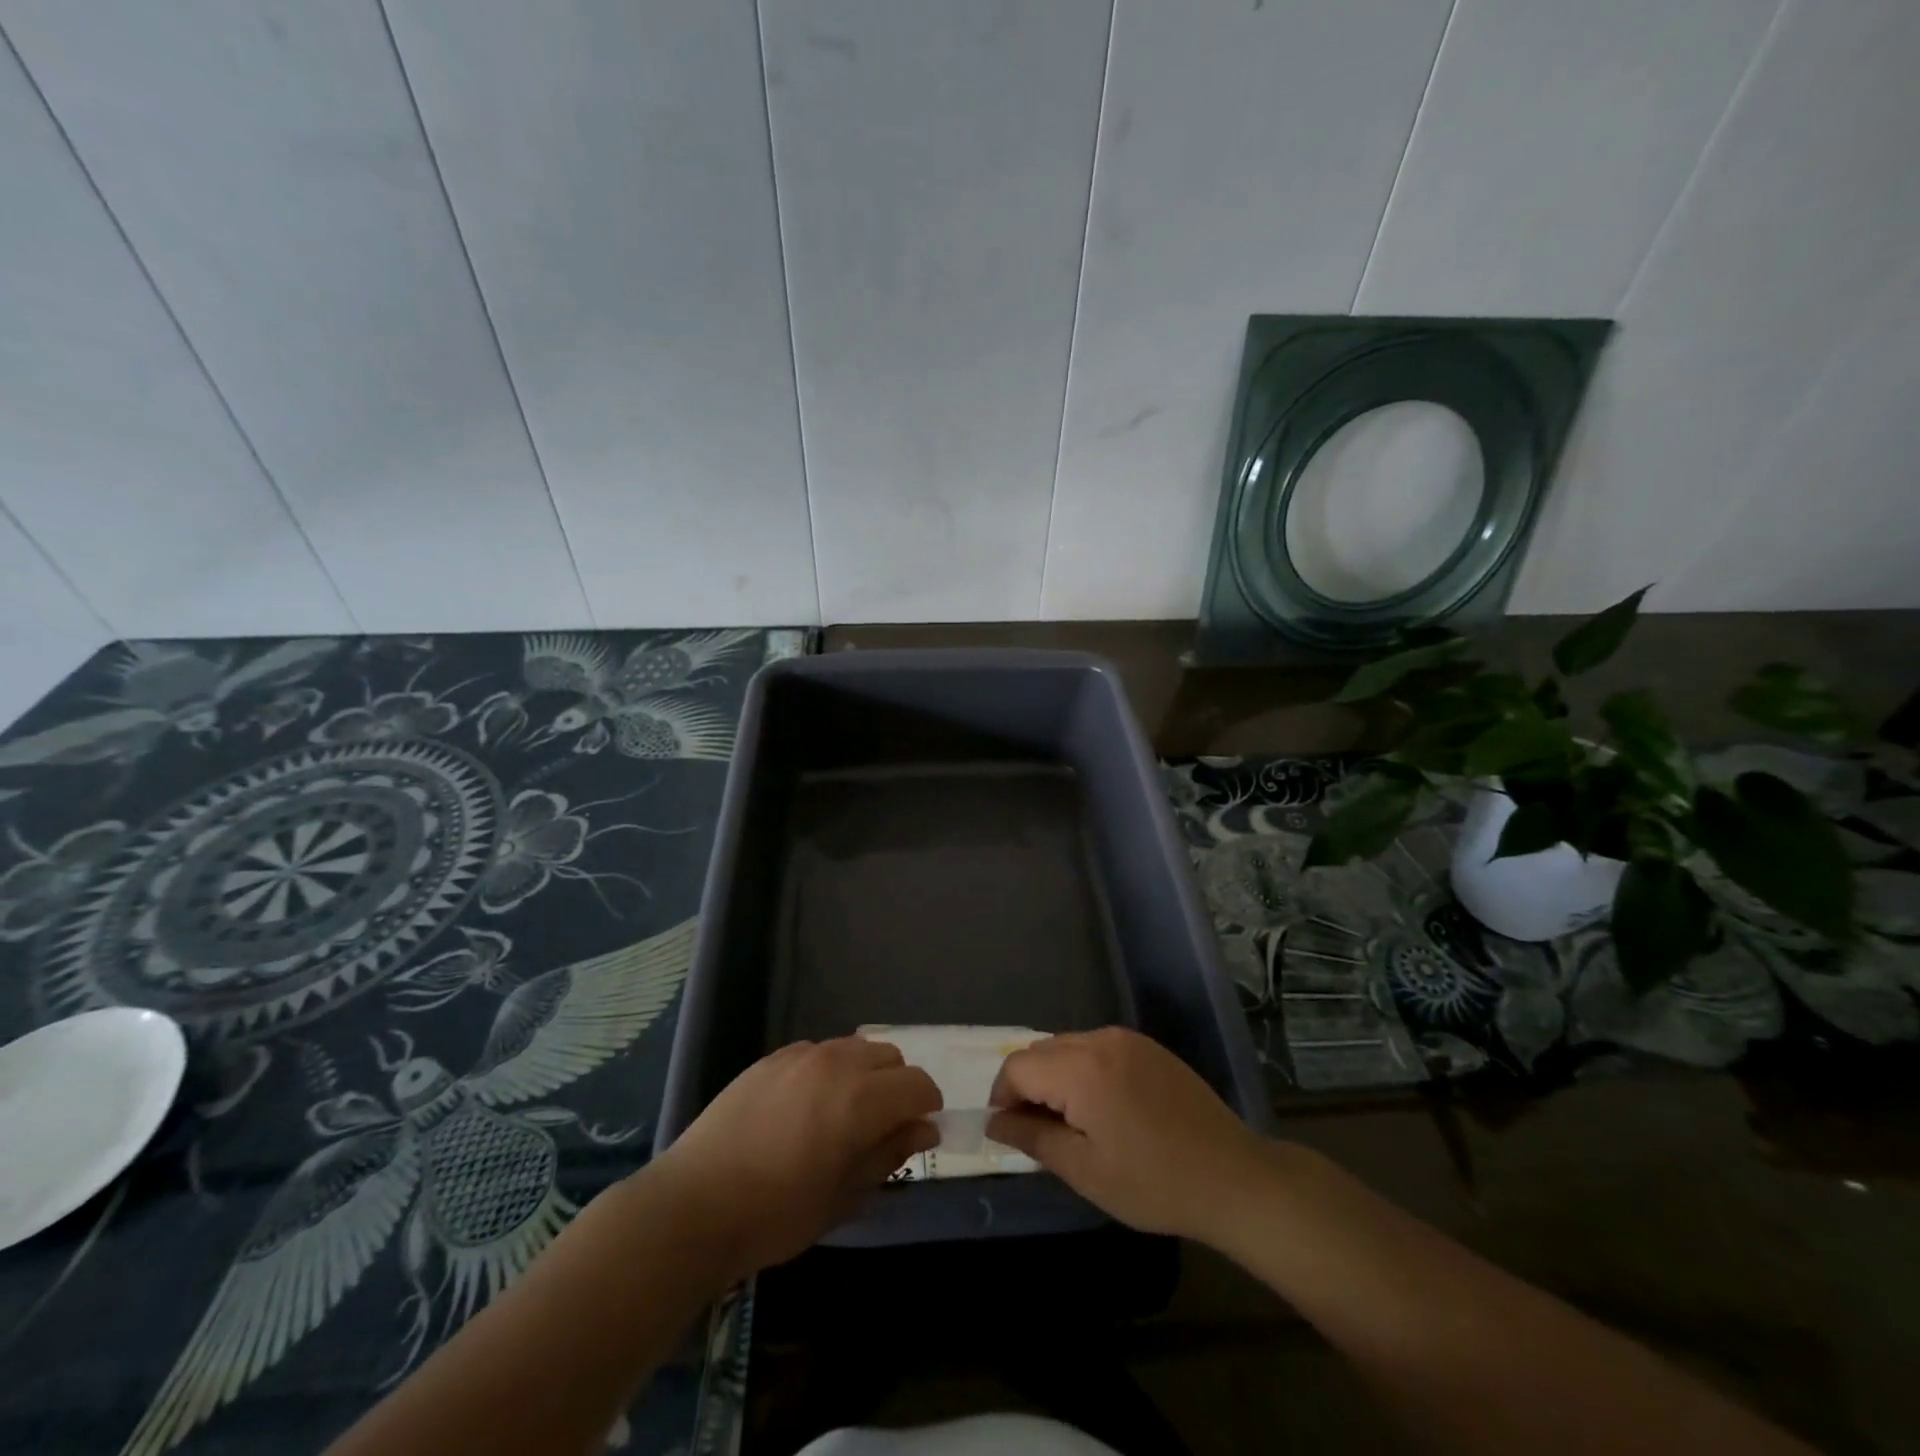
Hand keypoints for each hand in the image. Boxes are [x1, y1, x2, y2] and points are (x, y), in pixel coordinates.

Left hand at [651, 1037, 940, 1278]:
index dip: (927, 1106)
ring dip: (864, 1073)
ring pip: (854, 1047)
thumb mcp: (843, 1196)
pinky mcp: (771, 1058)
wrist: (694, 1205)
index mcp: (860, 1100)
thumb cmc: (776, 1214)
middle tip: (881, 1127)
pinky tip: (806, 1107)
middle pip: (890, 1057)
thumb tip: (925, 1129)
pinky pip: (818, 1051)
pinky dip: (829, 1069)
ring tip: (843, 1114)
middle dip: (897, 1086)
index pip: (918, 1084)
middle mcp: (836, 1064)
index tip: (918, 1132)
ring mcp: (801, 1055)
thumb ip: (889, 1154)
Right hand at [986, 1027, 1267, 1241]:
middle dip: (1027, 1085)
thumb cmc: (1153, 1182)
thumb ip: (1033, 1138)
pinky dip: (1083, 1070)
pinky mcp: (1148, 1047)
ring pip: (1068, 1046)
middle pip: (1041, 1051)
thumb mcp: (1084, 1170)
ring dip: (1054, 1077)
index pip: (1018, 1066)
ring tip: (1067, 1122)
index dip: (1003, 1096)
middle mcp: (1101, 1040)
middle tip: (1035, 1131)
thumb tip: (995, 1122)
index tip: (1007, 1131)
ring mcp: (1128, 1039)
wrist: (1232, 1176)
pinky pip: (1097, 1048)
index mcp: (1081, 1068)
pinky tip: (1100, 1108)